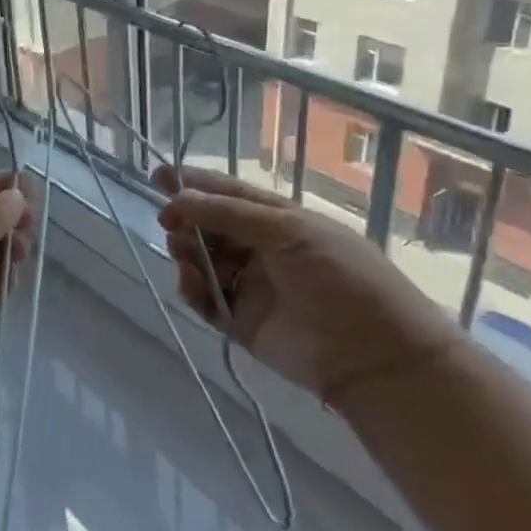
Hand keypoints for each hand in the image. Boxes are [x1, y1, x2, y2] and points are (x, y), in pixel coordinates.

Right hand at [155, 167, 458, 402]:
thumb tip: (177, 199)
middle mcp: (259, 248)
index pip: (228, 194)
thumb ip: (228, 214)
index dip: (194, 184)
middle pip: (209, 226)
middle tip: (170, 222)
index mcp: (277, 219)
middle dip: (186, 220)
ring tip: (185, 255)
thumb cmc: (339, 277)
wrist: (372, 353)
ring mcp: (248, 284)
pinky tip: (194, 285)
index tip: (158, 176)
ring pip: (201, 260)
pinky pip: (204, 298)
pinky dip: (192, 289)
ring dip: (187, 253)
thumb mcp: (287, 231)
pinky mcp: (240, 320)